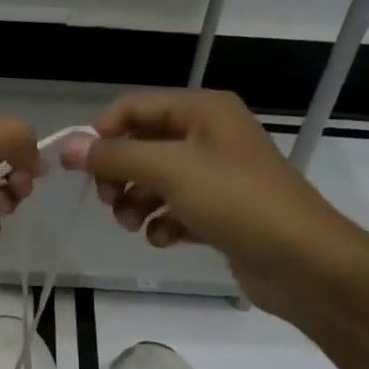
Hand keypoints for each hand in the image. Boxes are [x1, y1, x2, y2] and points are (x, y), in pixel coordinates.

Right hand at [59, 90, 361, 318]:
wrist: (302, 260)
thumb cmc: (235, 201)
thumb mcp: (169, 170)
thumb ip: (115, 156)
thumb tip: (67, 146)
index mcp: (202, 111)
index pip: (135, 107)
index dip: (102, 133)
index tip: (80, 168)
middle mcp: (209, 136)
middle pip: (143, 145)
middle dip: (120, 174)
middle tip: (108, 201)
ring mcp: (216, 176)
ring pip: (156, 181)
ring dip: (136, 202)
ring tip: (133, 224)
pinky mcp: (220, 212)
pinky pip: (176, 209)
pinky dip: (163, 223)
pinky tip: (165, 239)